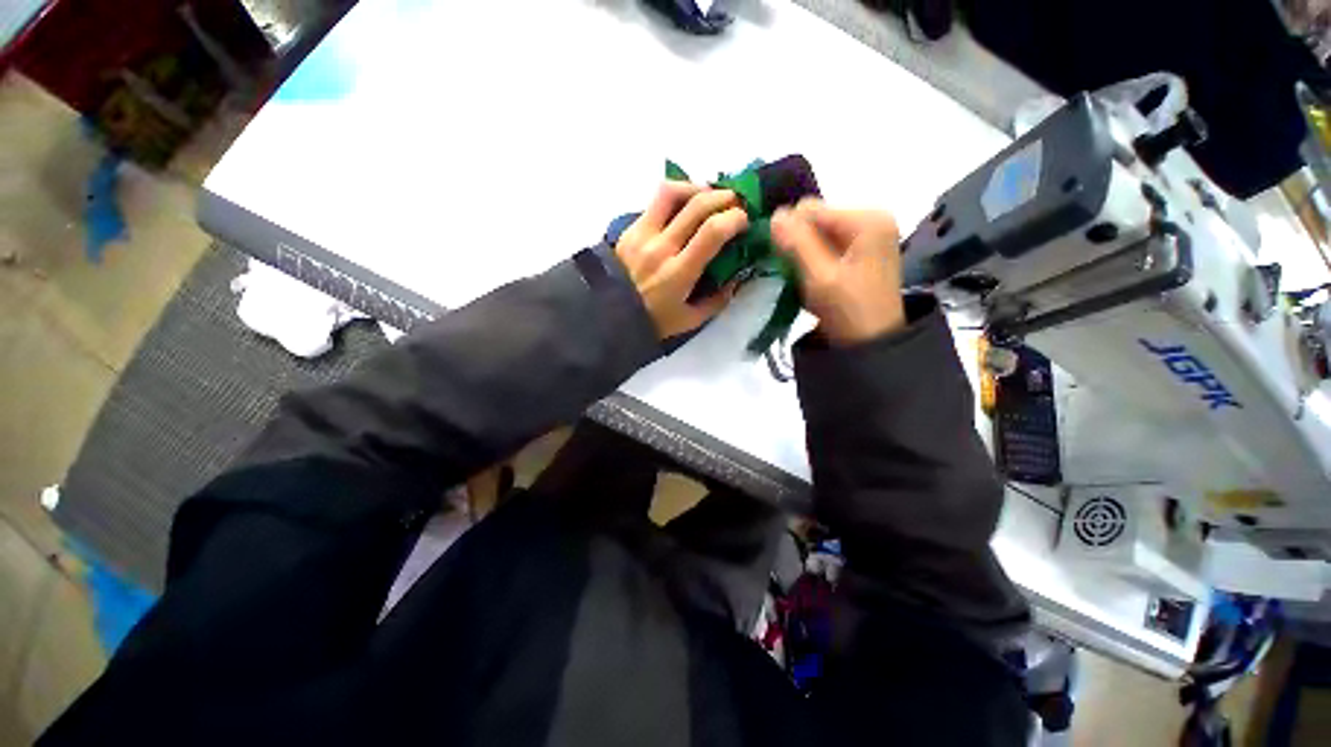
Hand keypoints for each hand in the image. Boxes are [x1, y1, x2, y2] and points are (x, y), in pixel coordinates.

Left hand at [615, 182, 748, 339]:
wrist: (609, 315)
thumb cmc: (653, 320)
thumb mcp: (690, 320)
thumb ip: (717, 301)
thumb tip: (736, 278)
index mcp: (678, 273)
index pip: (712, 231)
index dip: (734, 218)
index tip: (744, 221)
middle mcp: (661, 248)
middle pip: (697, 205)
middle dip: (724, 197)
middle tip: (736, 203)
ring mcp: (642, 234)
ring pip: (671, 192)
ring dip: (697, 188)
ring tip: (710, 196)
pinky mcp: (630, 228)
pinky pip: (656, 201)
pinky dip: (677, 196)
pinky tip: (686, 206)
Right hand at [771, 200, 905, 345]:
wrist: (872, 343)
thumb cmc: (848, 310)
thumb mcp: (819, 277)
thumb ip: (797, 243)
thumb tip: (775, 214)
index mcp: (866, 219)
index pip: (811, 209)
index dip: (789, 231)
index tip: (781, 260)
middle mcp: (871, 219)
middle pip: (817, 219)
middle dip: (799, 243)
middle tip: (794, 272)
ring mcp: (869, 235)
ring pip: (819, 234)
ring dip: (805, 253)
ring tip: (804, 278)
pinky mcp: (864, 251)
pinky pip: (829, 245)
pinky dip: (815, 260)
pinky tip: (814, 279)